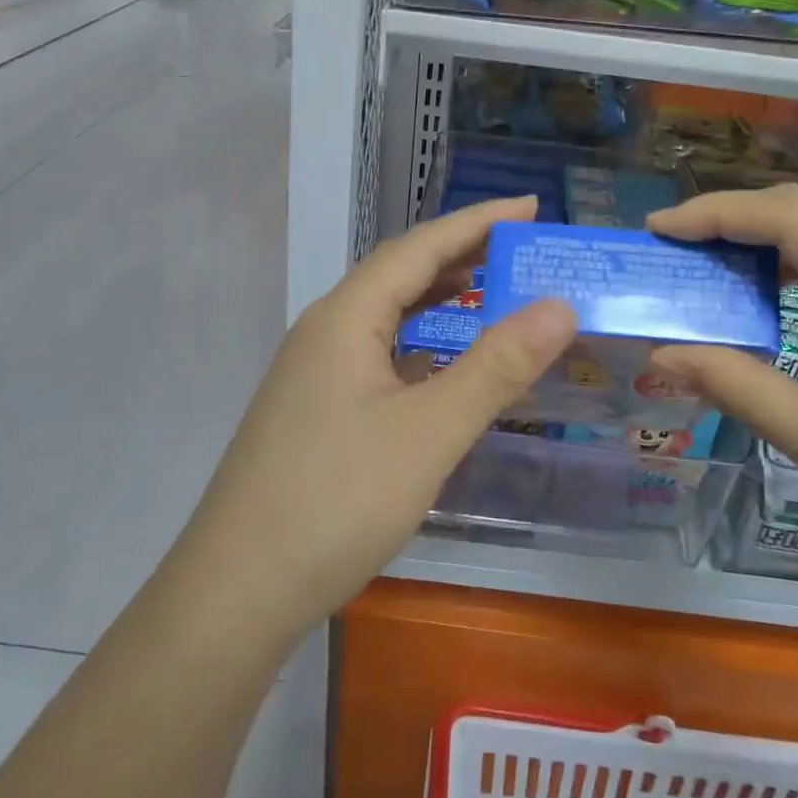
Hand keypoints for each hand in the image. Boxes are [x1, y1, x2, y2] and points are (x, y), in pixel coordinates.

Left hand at [178, 196, 576, 641]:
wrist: (237, 590)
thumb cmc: (337, 500)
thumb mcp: (431, 431)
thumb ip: (497, 366)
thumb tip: (559, 305)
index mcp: (347, 316)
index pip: (420, 246)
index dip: (478, 221)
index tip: (531, 206)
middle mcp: (325, 330)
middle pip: (400, 273)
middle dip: (462, 254)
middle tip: (521, 248)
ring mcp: (314, 371)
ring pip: (385, 315)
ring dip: (437, 296)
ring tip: (489, 288)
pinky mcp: (314, 409)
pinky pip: (376, 353)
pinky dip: (418, 342)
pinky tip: (440, 362)